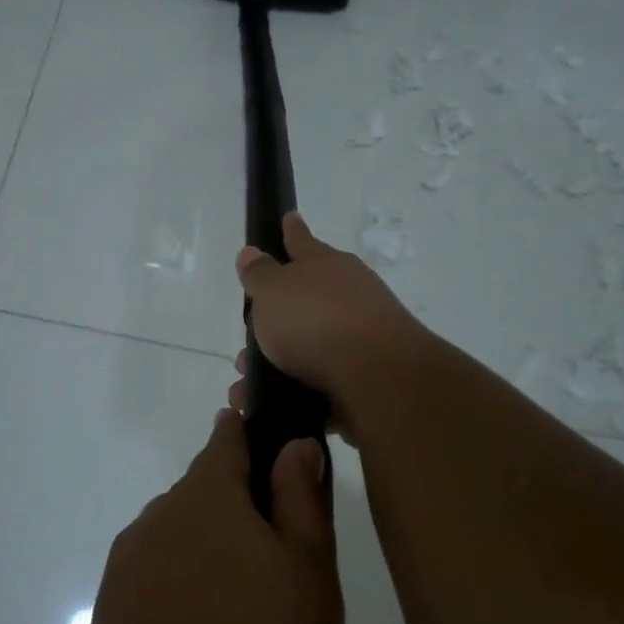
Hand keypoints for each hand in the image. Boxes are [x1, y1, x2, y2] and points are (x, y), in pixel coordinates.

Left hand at [53, 411, 340, 623]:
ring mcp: (124, 576)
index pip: (227, 439)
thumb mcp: (309, 577)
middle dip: (241, 510)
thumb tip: (292, 443)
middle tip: (286, 566)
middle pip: (203, 496)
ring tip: (253, 622)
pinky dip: (187, 601)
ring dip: (214, 560)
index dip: (254, 434)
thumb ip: (300, 501)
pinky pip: (158, 590)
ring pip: (180, 545)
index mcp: (204, 498)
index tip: (281, 449)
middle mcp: (155, 524)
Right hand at [232, 212, 431, 431]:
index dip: (291, 231)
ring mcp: (359, 335)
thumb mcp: (273, 291)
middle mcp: (347, 295)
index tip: (289, 217)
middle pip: (306, 298)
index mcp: (326, 265)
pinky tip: (271, 405)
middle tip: (249, 332)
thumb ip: (259, 274)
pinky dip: (292, 391)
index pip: (301, 241)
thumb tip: (251, 252)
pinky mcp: (363, 376)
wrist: (377, 377)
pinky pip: (318, 381)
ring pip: (308, 344)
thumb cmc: (316, 321)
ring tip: (245, 384)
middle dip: (276, 315)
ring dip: (276, 361)